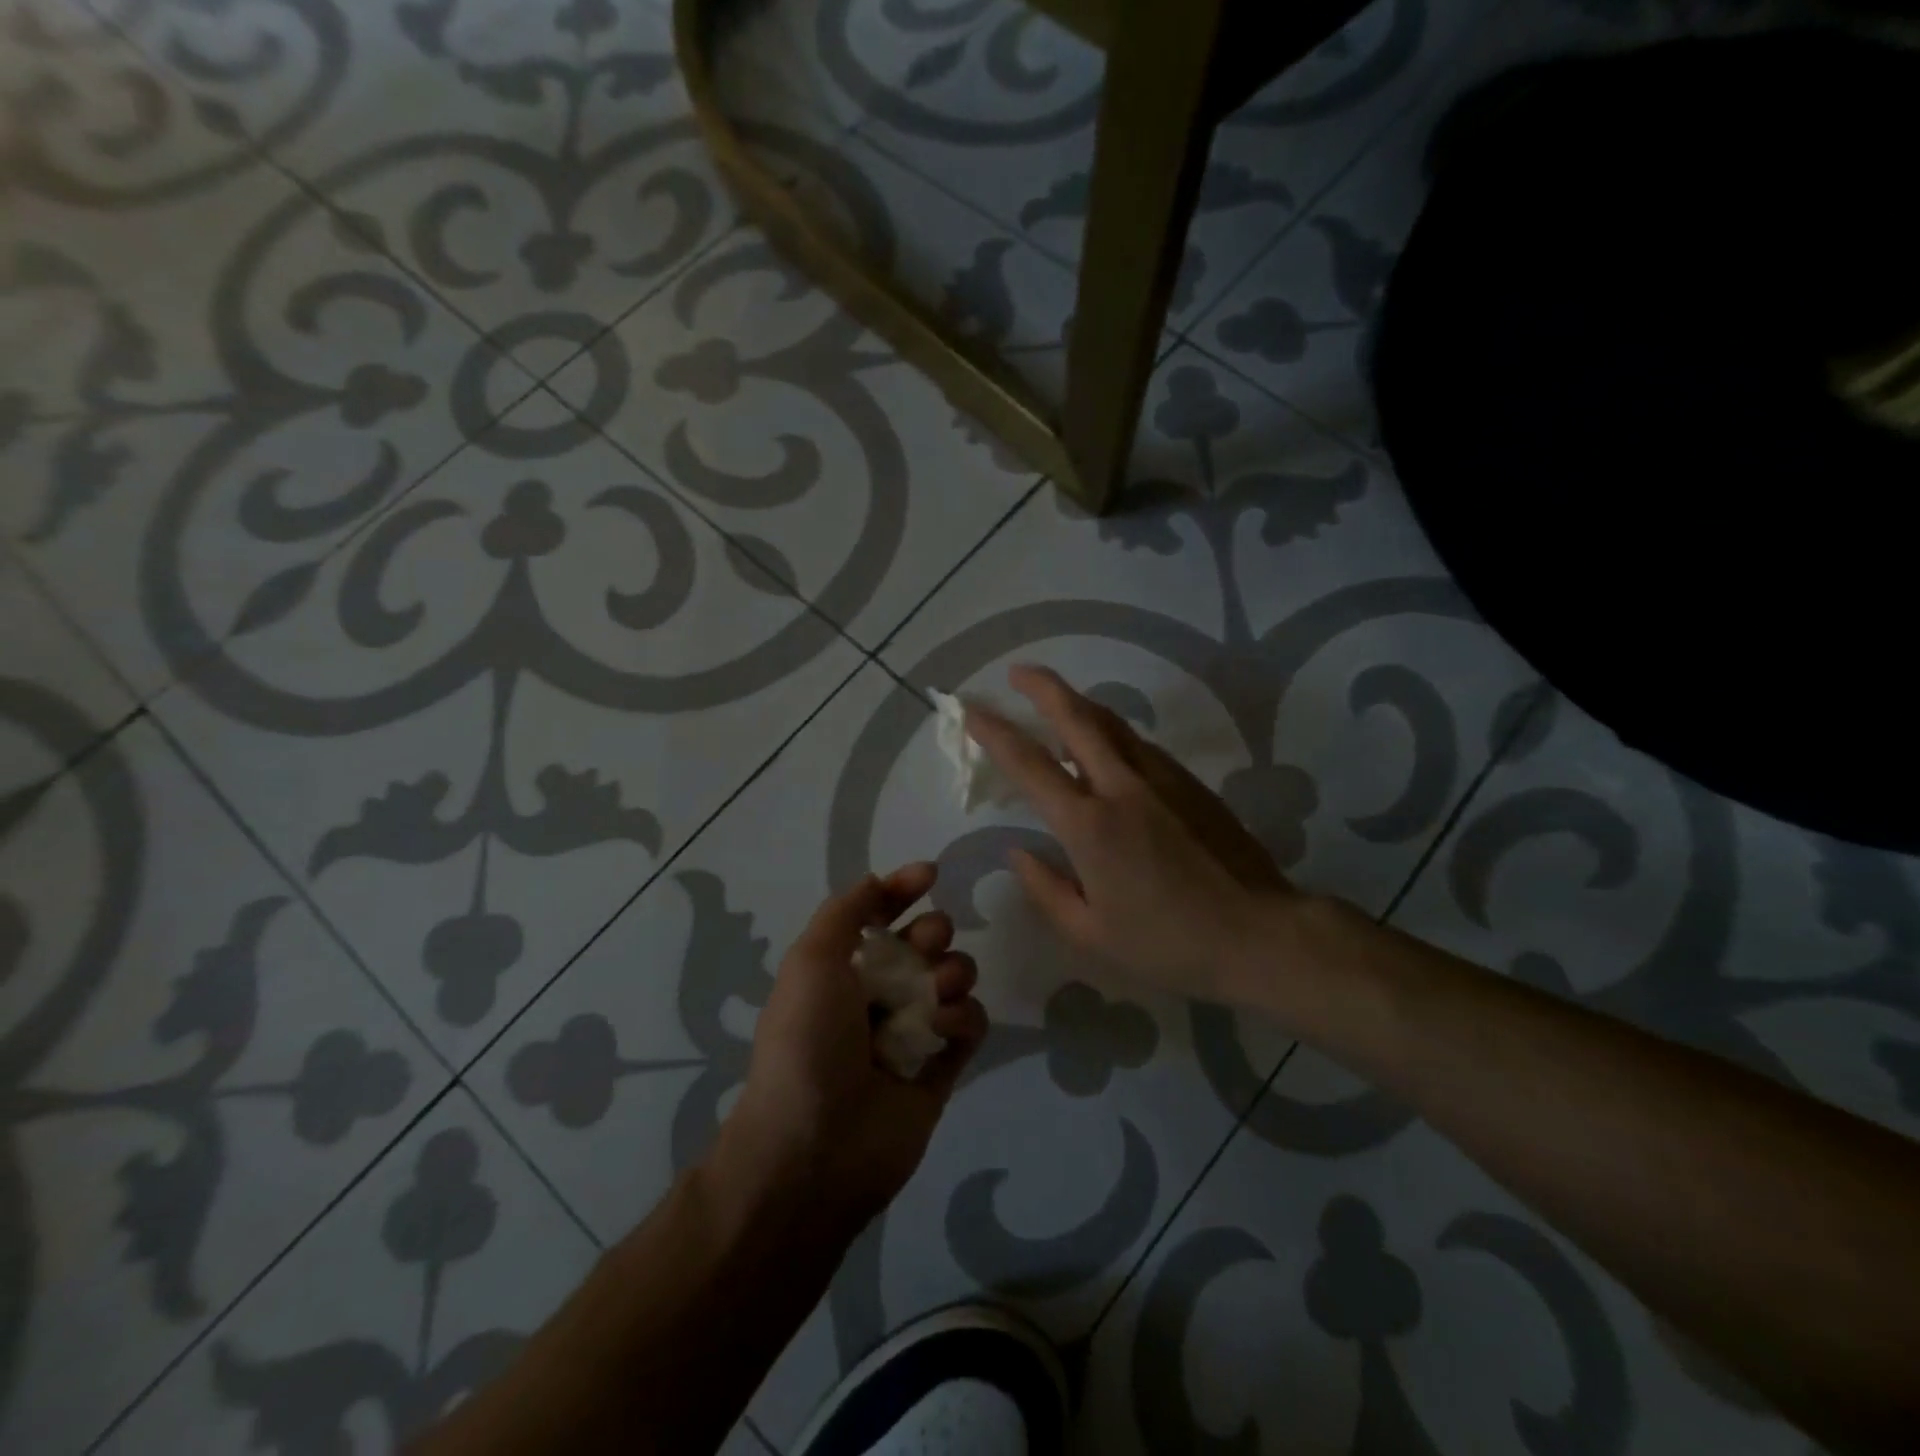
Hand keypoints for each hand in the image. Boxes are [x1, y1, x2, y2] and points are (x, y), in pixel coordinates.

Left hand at [711, 864, 987, 1239]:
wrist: (815, 1148)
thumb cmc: (807, 1042)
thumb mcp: (811, 959)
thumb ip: (846, 910)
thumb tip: (880, 880)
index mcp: (842, 968)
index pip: (880, 915)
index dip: (903, 890)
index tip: (930, 874)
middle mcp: (878, 994)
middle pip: (926, 942)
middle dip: (933, 933)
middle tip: (927, 946)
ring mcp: (912, 1031)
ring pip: (954, 978)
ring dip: (953, 972)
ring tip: (937, 993)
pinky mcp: (941, 1068)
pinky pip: (970, 1025)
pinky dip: (964, 1018)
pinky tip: (945, 1031)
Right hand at [966, 664, 1297, 1005]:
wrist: (1261, 934)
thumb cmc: (1168, 943)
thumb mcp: (1091, 933)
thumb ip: (1046, 888)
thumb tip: (1018, 852)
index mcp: (1089, 825)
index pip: (1029, 764)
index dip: (994, 731)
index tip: (970, 709)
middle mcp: (1122, 786)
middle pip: (1077, 716)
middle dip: (1042, 686)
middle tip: (1017, 672)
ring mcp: (1162, 777)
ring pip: (1112, 723)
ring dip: (1078, 704)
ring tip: (1056, 702)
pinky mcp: (1190, 782)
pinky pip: (1138, 744)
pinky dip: (1110, 732)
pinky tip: (1105, 748)